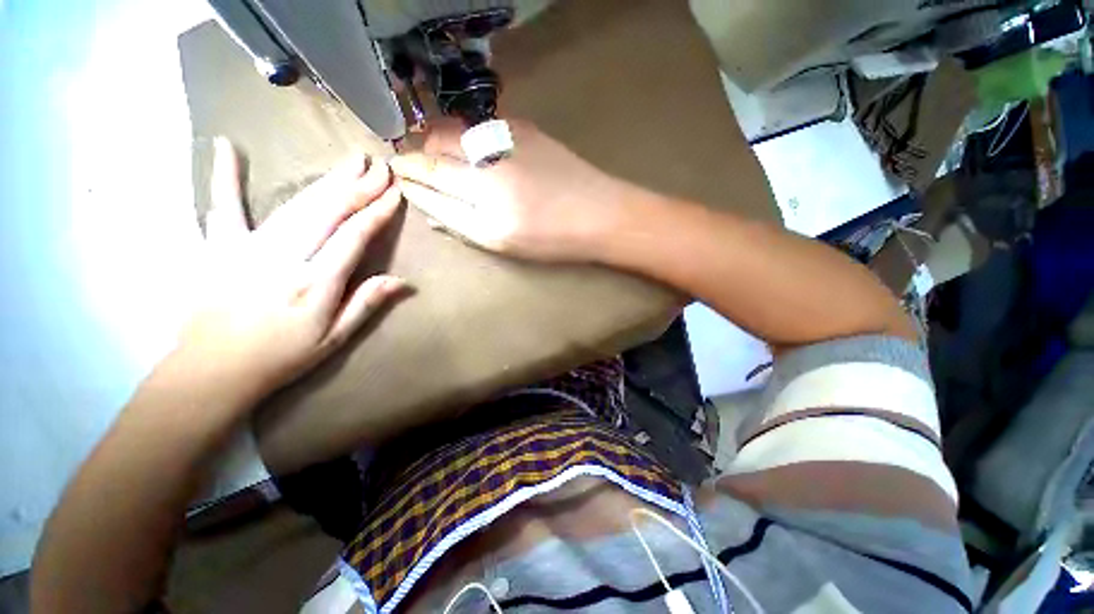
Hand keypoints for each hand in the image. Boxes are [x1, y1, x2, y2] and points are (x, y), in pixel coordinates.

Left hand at [174, 139, 405, 403]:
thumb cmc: (281, 357)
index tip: (394, 193)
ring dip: (326, 180)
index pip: (354, 236)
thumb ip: (366, 304)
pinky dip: (224, 176)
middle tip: (379, 166)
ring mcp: (247, 247)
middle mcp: (285, 257)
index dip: (377, 212)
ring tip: (349, 162)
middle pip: (329, 212)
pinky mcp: (217, 246)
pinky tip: (226, 146)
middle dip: (358, 186)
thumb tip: (403, 282)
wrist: (211, 370)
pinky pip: (221, 206)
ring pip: (295, 204)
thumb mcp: (334, 339)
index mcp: (315, 282)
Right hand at [390, 119, 635, 261]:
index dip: (409, 171)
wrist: (599, 214)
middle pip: (437, 141)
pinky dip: (467, 138)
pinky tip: (476, 155)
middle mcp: (490, 153)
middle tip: (422, 171)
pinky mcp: (525, 127)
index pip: (429, 170)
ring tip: (445, 163)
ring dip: (443, 143)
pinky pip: (481, 127)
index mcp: (483, 191)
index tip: (397, 173)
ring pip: (457, 129)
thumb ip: (458, 219)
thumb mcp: (500, 241)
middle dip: (423, 154)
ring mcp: (508, 134)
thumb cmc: (551, 238)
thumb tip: (426, 199)